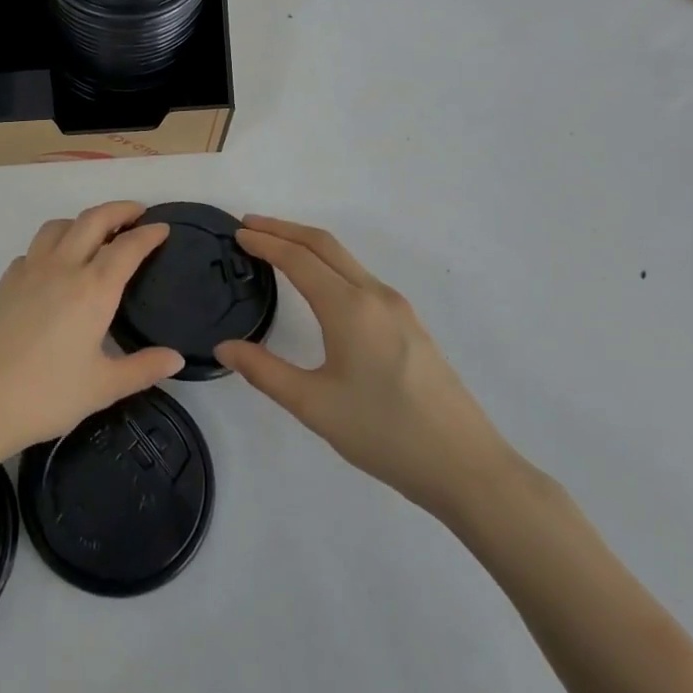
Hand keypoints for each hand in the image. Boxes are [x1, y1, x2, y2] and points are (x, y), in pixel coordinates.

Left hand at [0, 202, 184, 464]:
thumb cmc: (44, 396)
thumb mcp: (102, 388)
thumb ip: (142, 368)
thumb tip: (176, 358)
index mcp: (92, 290)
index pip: (127, 247)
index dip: (148, 234)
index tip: (163, 228)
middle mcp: (62, 268)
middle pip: (92, 220)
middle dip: (118, 210)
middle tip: (137, 213)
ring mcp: (28, 271)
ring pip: (59, 226)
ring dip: (82, 220)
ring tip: (96, 233)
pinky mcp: (5, 282)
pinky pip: (35, 248)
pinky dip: (53, 243)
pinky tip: (55, 266)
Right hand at [215, 215, 518, 521]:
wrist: (467, 467)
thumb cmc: (385, 434)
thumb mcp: (314, 406)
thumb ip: (264, 371)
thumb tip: (225, 347)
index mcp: (349, 308)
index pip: (298, 258)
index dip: (265, 241)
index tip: (237, 233)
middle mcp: (374, 295)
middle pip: (324, 244)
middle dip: (284, 228)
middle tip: (249, 225)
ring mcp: (397, 308)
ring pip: (345, 259)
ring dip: (308, 244)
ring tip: (276, 248)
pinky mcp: (410, 324)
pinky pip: (360, 276)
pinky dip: (329, 264)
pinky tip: (319, 285)